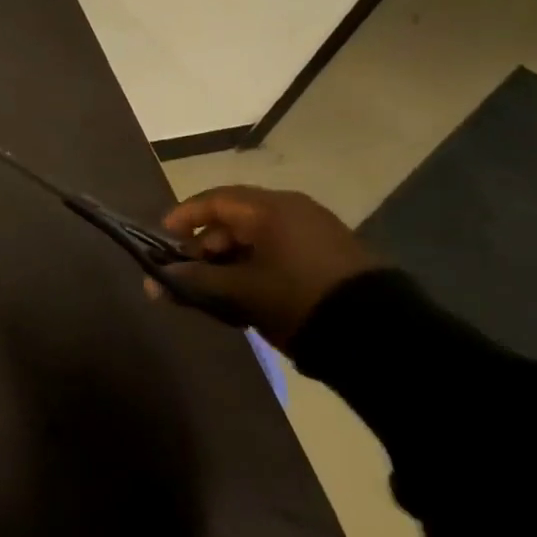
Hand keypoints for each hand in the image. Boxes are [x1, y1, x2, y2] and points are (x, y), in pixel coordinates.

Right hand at [146, 185, 377, 347]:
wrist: (382, 336)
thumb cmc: (298, 299)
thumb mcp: (240, 291)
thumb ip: (194, 282)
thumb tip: (153, 281)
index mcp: (269, 208)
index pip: (214, 200)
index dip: (185, 216)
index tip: (165, 237)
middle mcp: (293, 209)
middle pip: (236, 217)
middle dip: (207, 243)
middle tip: (191, 269)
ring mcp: (317, 231)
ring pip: (259, 235)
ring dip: (232, 256)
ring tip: (219, 286)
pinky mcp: (334, 255)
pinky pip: (281, 248)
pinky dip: (258, 263)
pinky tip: (251, 291)